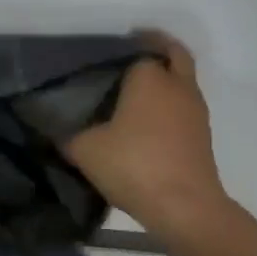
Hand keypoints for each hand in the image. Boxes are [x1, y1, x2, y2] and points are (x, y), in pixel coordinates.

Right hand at [65, 33, 228, 238]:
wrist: (185, 207)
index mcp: (149, 78)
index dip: (120, 50)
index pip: (138, 49)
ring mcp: (195, 110)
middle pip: (173, 52)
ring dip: (164, 80)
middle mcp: (177, 85)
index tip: (102, 57)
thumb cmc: (134, 165)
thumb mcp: (85, 150)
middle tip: (127, 59)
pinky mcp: (202, 135)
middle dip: (155, 49)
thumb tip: (54, 130)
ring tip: (132, 94)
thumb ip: (67, 135)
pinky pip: (184, 106)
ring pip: (181, 81)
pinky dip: (169, 105)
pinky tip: (145, 123)